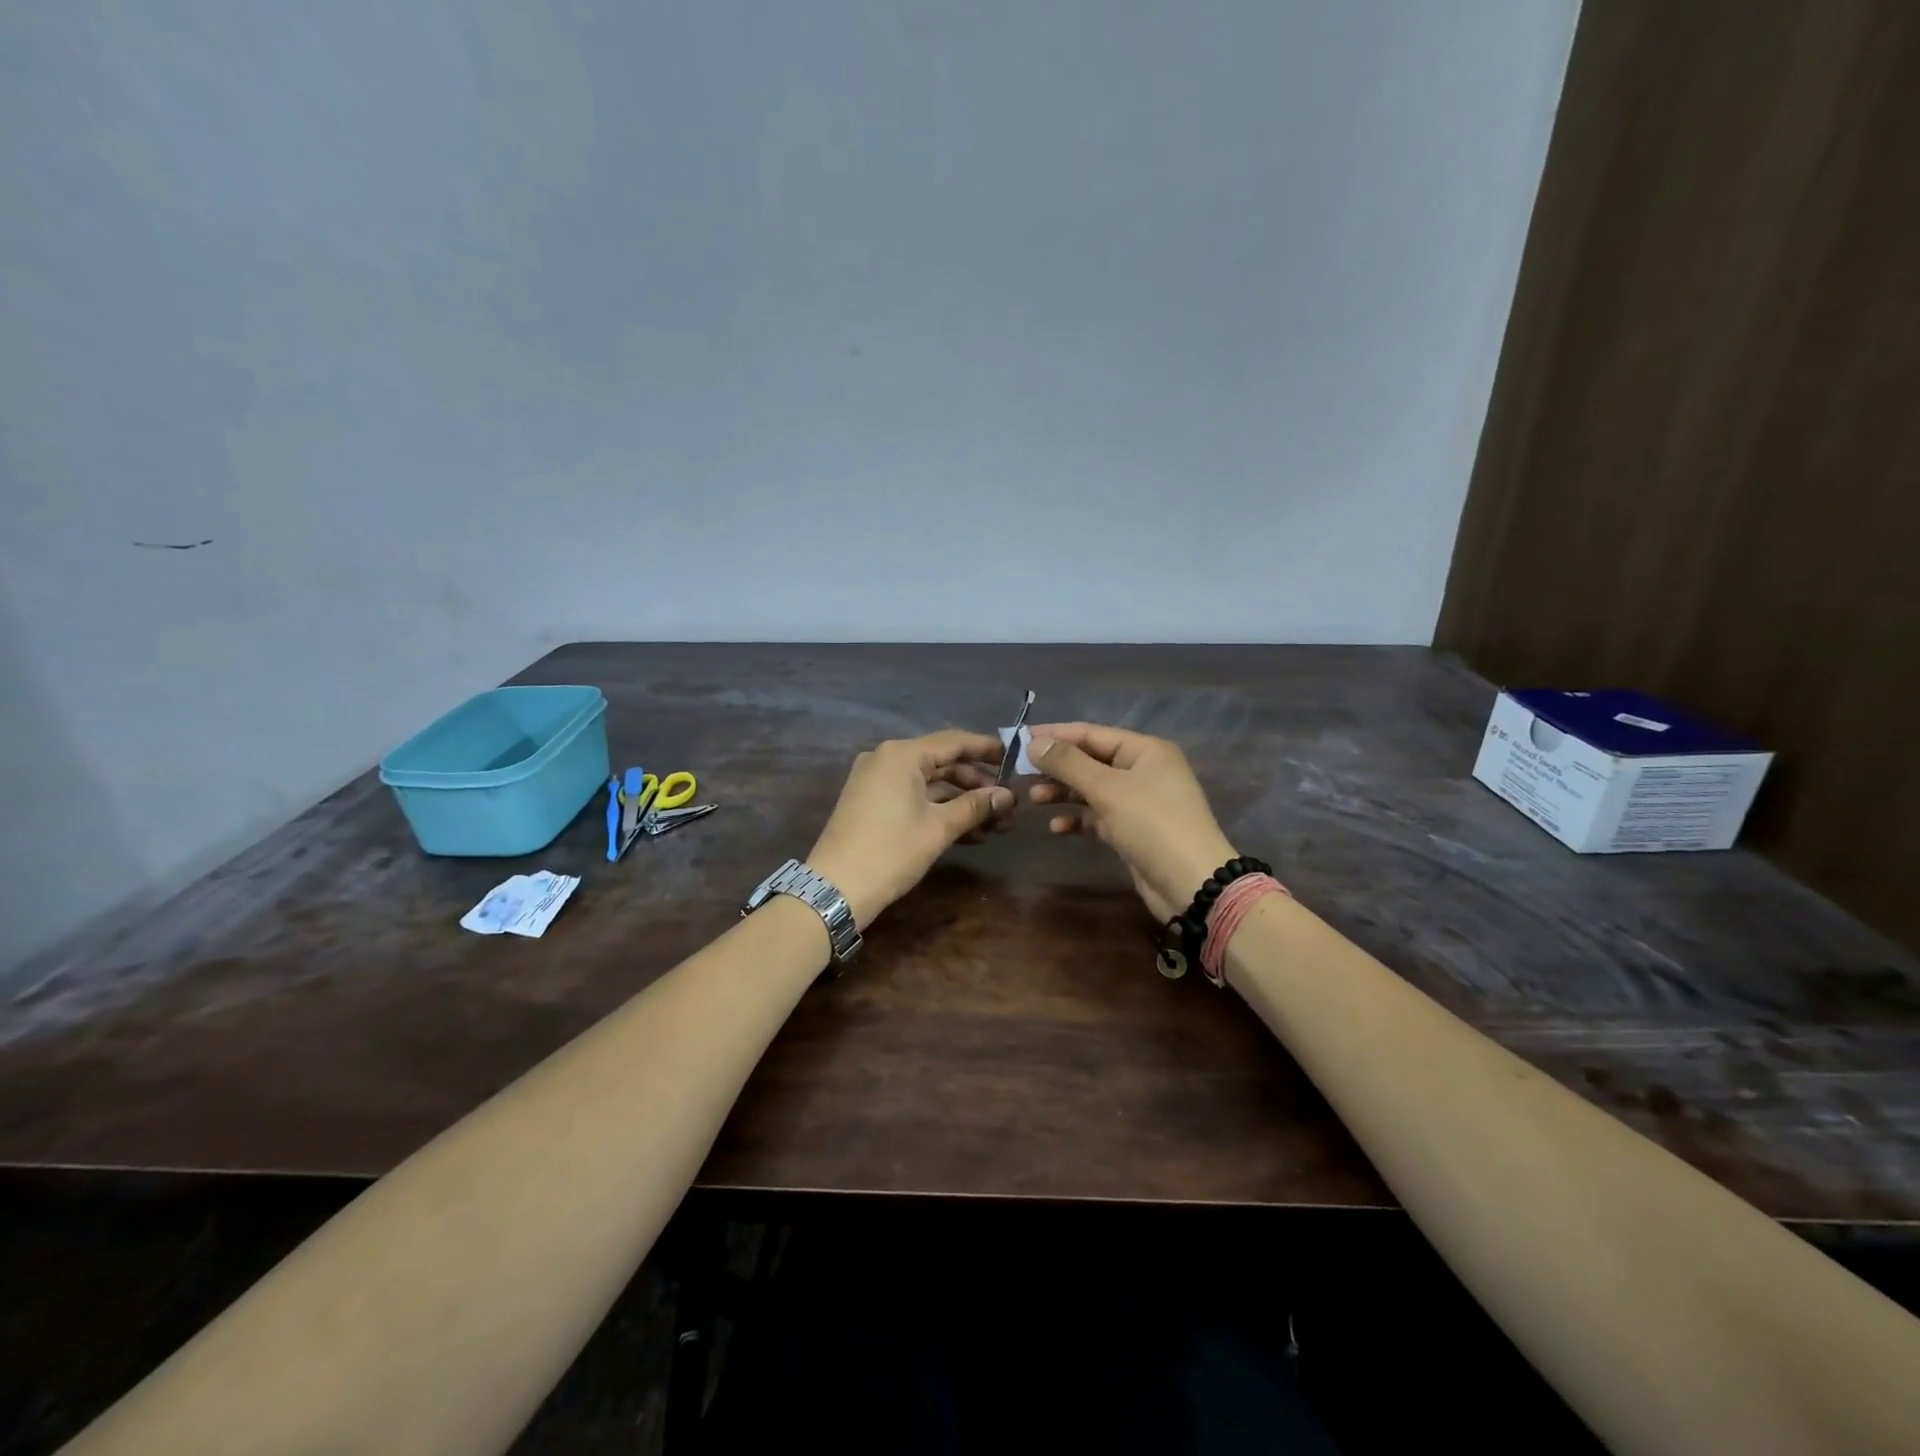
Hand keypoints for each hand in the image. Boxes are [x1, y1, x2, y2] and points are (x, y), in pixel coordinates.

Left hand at [807, 730, 1014, 927]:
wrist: (835, 889)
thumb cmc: (891, 851)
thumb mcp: (939, 828)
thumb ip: (976, 806)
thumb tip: (1008, 796)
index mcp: (902, 754)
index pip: (954, 741)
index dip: (987, 749)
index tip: (1015, 759)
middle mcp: (886, 759)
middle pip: (942, 762)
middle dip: (977, 783)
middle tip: (1007, 805)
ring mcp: (876, 781)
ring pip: (929, 783)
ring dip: (961, 801)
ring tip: (994, 825)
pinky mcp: (872, 803)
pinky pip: (913, 796)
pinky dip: (939, 809)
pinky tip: (968, 832)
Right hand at [1027, 723, 1237, 922]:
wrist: (1192, 884)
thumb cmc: (1152, 825)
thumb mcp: (1108, 789)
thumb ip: (1069, 764)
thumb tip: (1034, 743)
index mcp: (1145, 750)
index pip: (1092, 733)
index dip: (1055, 735)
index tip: (1019, 739)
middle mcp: (1143, 770)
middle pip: (1090, 760)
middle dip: (1057, 767)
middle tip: (1020, 773)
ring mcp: (1139, 801)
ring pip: (1092, 789)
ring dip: (1063, 793)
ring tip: (1033, 800)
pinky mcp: (1133, 829)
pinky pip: (1098, 815)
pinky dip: (1078, 818)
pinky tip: (1056, 826)